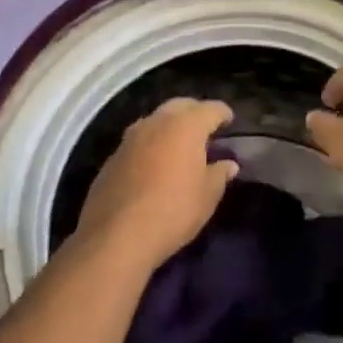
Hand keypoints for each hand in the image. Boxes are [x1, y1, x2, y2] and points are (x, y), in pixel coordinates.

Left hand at [76, 98, 237, 271]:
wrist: (116, 237)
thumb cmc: (172, 211)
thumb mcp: (206, 197)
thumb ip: (219, 175)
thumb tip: (228, 164)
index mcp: (186, 126)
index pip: (210, 109)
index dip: (223, 113)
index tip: (230, 120)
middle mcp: (157, 122)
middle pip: (180, 106)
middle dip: (194, 112)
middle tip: (205, 128)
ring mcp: (130, 137)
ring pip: (155, 120)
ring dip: (169, 126)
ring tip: (179, 144)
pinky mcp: (112, 156)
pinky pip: (138, 141)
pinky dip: (151, 145)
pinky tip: (154, 164)